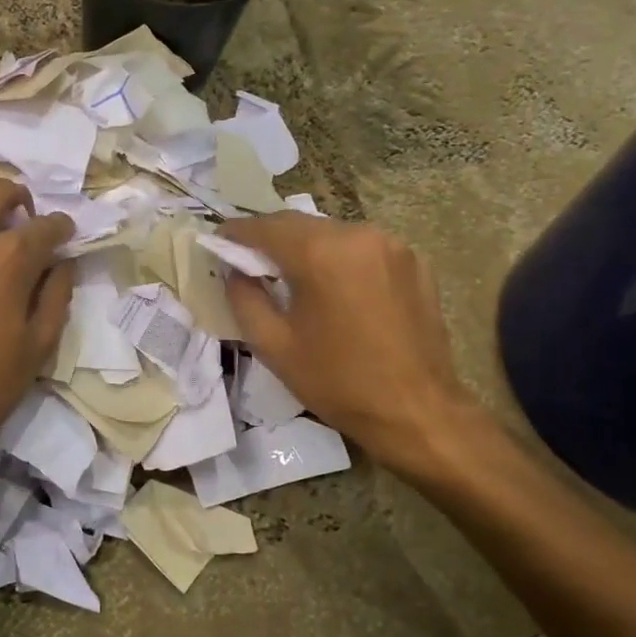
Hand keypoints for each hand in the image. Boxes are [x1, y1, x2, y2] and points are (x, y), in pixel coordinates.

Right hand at [221, 213, 483, 475]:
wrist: (417, 411)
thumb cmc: (338, 382)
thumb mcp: (274, 346)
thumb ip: (244, 298)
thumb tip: (234, 270)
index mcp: (321, 253)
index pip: (266, 227)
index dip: (237, 233)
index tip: (218, 241)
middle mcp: (358, 235)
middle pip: (300, 224)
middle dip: (270, 238)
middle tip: (249, 261)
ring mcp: (392, 245)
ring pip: (332, 233)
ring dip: (306, 247)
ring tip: (291, 276)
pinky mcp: (414, 262)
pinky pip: (362, 248)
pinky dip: (340, 258)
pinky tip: (334, 288)